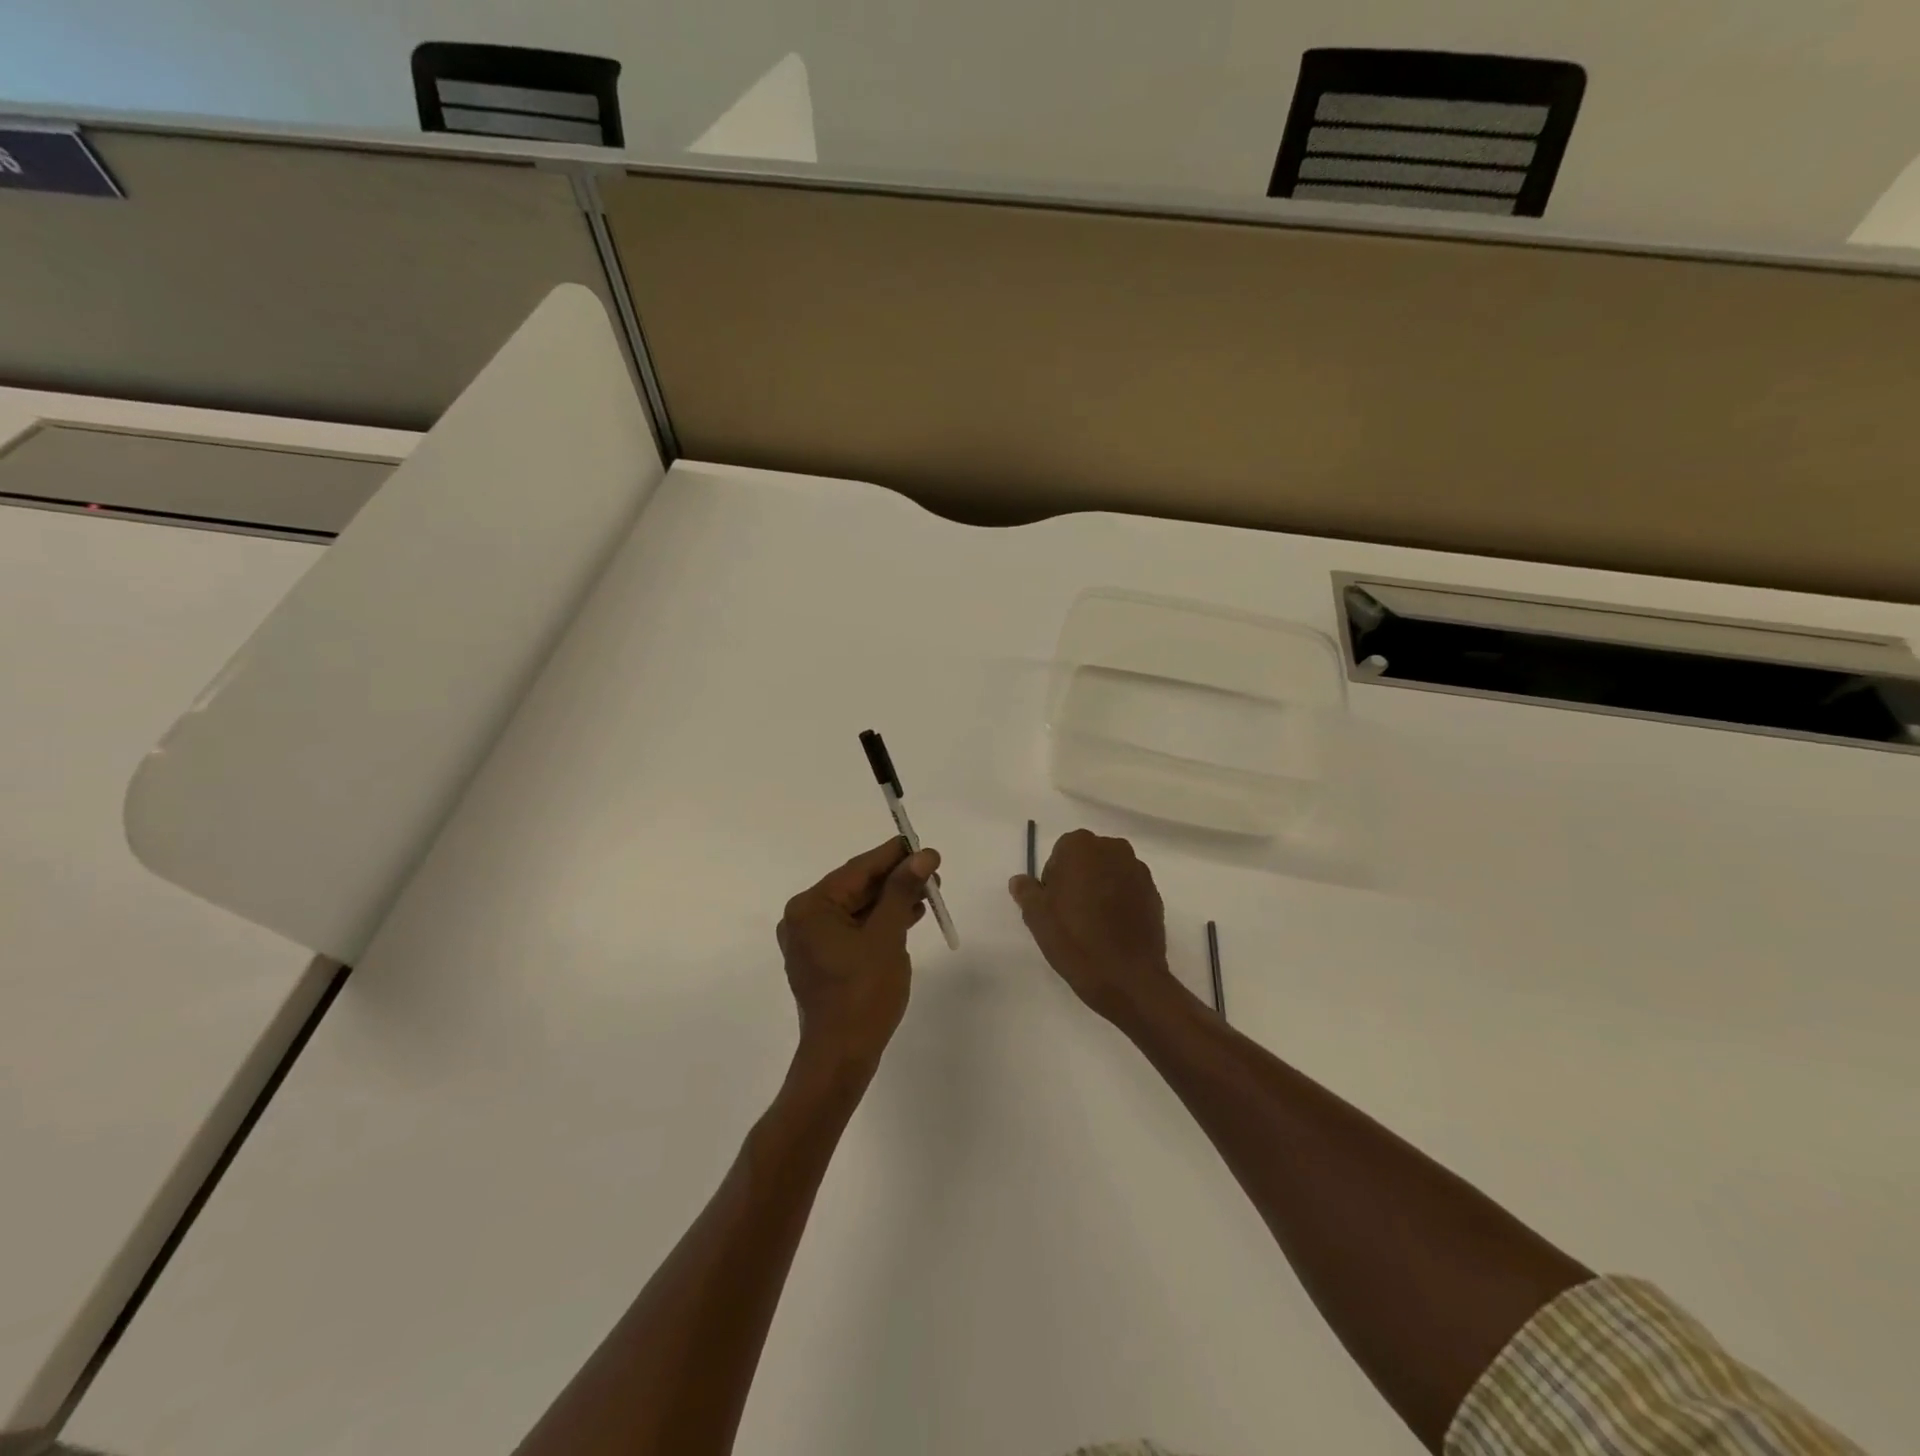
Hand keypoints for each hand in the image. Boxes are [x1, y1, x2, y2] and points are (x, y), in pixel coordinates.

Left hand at [777, 837, 938, 1071]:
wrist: (841, 1058)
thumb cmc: (863, 994)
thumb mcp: (887, 936)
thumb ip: (903, 891)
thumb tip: (924, 856)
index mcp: (811, 907)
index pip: (858, 869)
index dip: (895, 856)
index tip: (926, 847)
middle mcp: (804, 918)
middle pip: (857, 887)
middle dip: (896, 879)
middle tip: (934, 873)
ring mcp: (811, 941)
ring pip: (858, 908)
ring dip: (892, 900)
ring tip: (930, 892)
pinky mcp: (823, 960)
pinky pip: (854, 928)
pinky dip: (881, 921)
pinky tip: (910, 915)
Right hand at [1009, 829, 1184, 1027]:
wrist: (1127, 978)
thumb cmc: (1075, 940)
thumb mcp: (1037, 917)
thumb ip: (1026, 891)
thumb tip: (1020, 880)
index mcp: (1081, 846)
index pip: (1060, 853)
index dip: (1053, 879)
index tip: (1053, 905)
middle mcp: (1113, 849)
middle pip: (1087, 859)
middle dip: (1078, 879)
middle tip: (1070, 914)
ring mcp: (1138, 871)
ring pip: (1109, 874)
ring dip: (1100, 889)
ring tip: (1094, 925)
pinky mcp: (1154, 893)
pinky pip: (1129, 890)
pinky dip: (1120, 902)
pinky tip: (1113, 930)